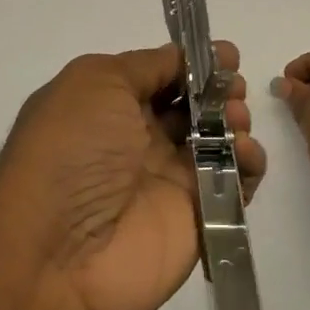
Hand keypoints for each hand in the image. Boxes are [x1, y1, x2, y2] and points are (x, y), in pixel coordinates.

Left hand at [0, 43, 265, 309]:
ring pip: (218, 140)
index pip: (161, 75)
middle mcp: (138, 140)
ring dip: (235, 120)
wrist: (58, 254)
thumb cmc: (71, 151)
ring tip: (236, 119)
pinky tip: (246, 154)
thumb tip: (181, 61)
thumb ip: (144, 65)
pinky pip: (235, 183)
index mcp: (108, 105)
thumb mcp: (95, 82)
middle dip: (220, 89)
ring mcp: (169, 180)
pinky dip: (250, 163)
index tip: (225, 54)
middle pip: (193, 106)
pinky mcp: (198, 217)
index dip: (193, 63)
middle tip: (234, 87)